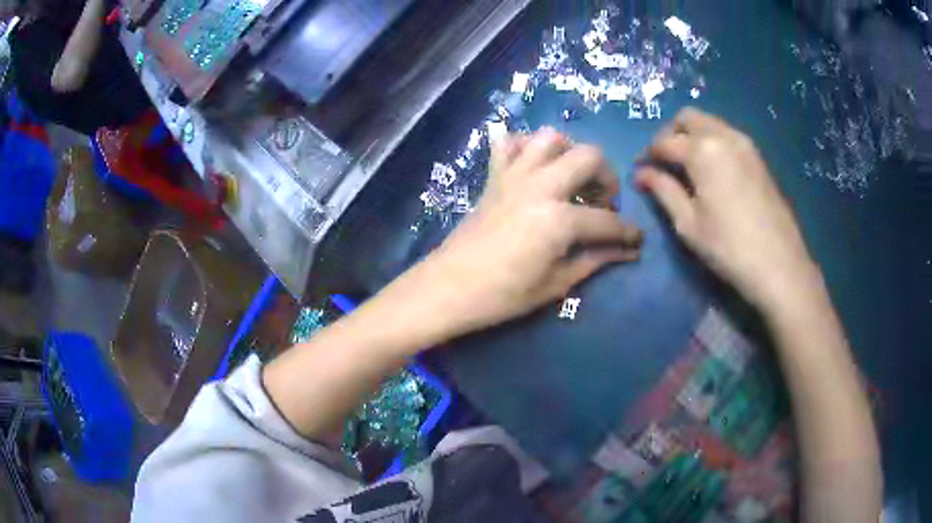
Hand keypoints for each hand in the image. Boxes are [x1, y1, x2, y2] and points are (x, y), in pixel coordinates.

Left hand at [417, 128, 642, 334]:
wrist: (447, 288)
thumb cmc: (502, 295)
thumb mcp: (555, 284)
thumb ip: (595, 260)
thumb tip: (628, 251)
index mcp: (559, 219)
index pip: (608, 220)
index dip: (628, 232)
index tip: (636, 240)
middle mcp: (540, 186)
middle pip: (589, 157)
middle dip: (607, 178)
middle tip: (603, 202)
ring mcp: (514, 176)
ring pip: (550, 138)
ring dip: (570, 152)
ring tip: (573, 179)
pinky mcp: (493, 177)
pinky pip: (509, 143)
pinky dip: (525, 146)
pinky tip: (534, 166)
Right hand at [636, 108, 819, 309]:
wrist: (779, 265)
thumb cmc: (728, 247)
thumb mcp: (688, 223)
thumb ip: (663, 190)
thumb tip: (640, 173)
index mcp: (702, 150)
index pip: (664, 142)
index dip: (648, 155)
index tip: (640, 172)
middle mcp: (723, 135)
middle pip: (688, 117)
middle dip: (670, 134)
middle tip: (664, 162)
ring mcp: (745, 143)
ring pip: (710, 123)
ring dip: (692, 135)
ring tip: (687, 167)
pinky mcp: (758, 157)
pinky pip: (727, 135)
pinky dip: (712, 142)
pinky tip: (712, 171)